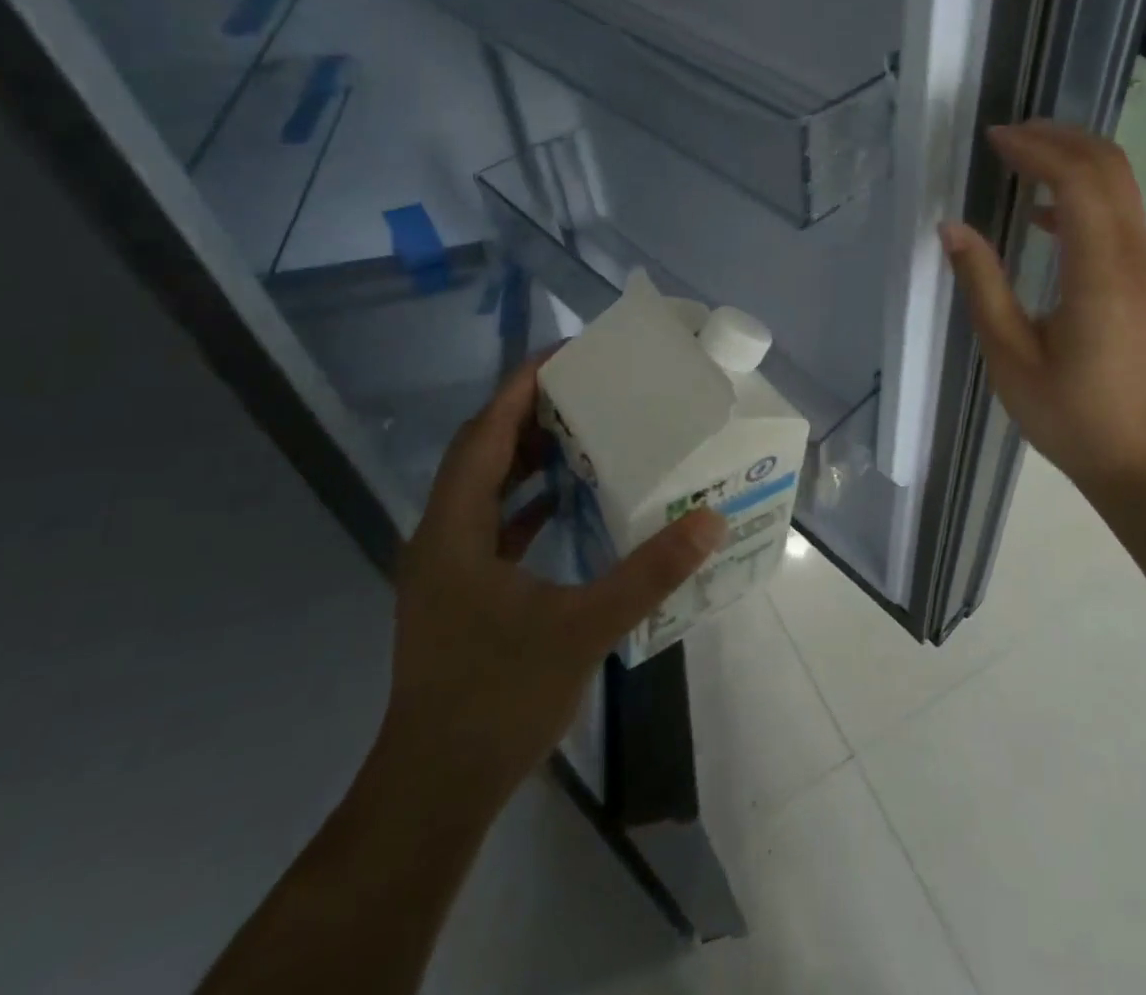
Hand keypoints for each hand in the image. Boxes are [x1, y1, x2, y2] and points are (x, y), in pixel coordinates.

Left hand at [380, 353, 726, 815]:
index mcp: (454, 531)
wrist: (435, 791)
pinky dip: (527, 501)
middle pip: (481, 454)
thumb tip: (709, 520)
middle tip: (585, 386)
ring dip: (526, 456)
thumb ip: (649, 572)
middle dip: (527, 414)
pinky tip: (567, 500)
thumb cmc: (498, 699)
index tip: (562, 355)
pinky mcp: (461, 593)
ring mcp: (447, 568)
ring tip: (581, 429)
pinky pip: (493, 524)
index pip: (484, 436)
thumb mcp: (583, 629)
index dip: (519, 390)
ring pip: (484, 489)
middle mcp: (441, 538)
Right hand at [941, 120, 1145, 502]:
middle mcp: (1133, 256)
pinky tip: (1041, 214)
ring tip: (1020, 157)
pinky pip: (1118, 214)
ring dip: (1073, 159)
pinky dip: (1083, 194)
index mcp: (1100, 273)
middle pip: (1109, 167)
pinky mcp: (1145, 279)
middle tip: (1007, 135)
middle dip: (1060, 138)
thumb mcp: (1010, 357)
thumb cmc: (1071, 415)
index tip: (993, 139)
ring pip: (1120, 185)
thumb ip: (982, 285)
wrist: (1143, 458)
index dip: (1036, 149)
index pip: (1078, 181)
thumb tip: (951, 228)